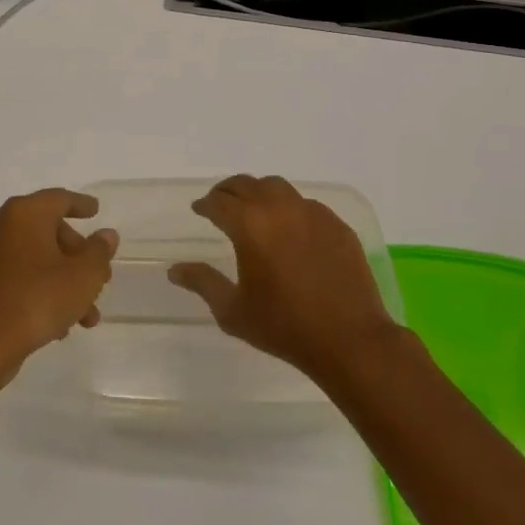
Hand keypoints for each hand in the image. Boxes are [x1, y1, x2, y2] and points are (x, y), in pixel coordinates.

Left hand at [0, 188, 117, 386]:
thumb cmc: (37, 299)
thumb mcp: (83, 277)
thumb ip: (99, 252)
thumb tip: (106, 235)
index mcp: (24, 213)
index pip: (59, 199)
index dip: (81, 204)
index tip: (96, 210)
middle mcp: (1, 225)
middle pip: (48, 230)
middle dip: (77, 256)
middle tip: (99, 278)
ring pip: (35, 259)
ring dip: (63, 281)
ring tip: (86, 317)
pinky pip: (17, 277)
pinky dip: (39, 290)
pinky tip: (57, 324)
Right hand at [169, 174, 397, 381]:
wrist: (350, 340)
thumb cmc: (285, 327)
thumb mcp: (233, 311)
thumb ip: (202, 283)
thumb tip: (174, 269)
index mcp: (249, 225)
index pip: (218, 202)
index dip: (205, 204)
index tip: (199, 210)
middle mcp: (279, 209)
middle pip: (246, 184)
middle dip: (228, 191)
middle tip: (220, 204)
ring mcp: (312, 213)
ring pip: (277, 187)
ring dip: (259, 193)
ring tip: (254, 209)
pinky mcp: (337, 225)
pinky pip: (306, 205)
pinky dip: (290, 208)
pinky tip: (290, 229)